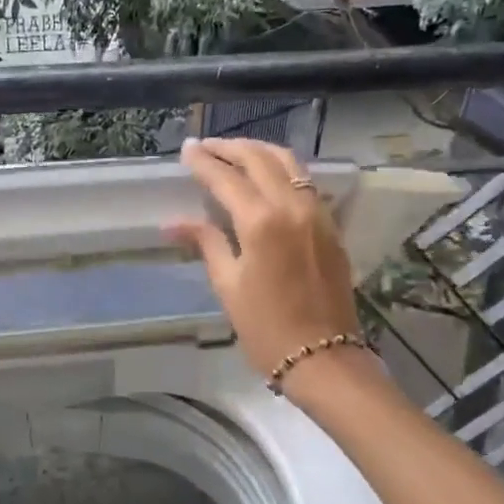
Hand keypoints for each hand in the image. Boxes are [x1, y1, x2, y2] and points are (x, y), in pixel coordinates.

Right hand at [167, 138, 372, 401]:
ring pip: (289, 164)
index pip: (226, 178)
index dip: (203, 161)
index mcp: (261, 222)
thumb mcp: (228, 285)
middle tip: (206, 146)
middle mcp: (292, 207)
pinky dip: (283, 170)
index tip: (186, 150)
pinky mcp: (331, 226)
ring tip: (236, 153)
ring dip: (260, 152)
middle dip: (231, 148)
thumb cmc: (266, 327)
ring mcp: (317, 213)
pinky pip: (305, 183)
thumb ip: (206, 243)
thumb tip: (173, 224)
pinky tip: (268, 178)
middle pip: (260, 159)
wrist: (323, 357)